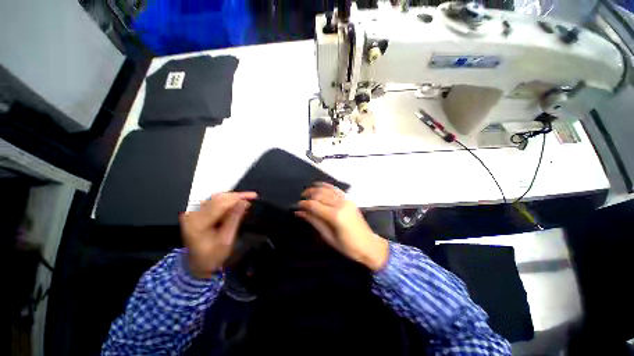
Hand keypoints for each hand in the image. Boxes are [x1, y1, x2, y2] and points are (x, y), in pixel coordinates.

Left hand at [180, 192, 256, 278]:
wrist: (198, 264)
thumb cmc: (213, 255)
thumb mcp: (227, 239)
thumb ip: (235, 219)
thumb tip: (244, 202)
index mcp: (198, 224)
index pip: (220, 204)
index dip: (238, 197)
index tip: (253, 196)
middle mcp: (192, 215)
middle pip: (217, 198)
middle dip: (236, 196)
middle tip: (251, 197)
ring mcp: (192, 212)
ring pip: (215, 197)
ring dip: (231, 198)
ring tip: (244, 202)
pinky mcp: (194, 211)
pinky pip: (212, 201)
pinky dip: (225, 201)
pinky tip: (234, 205)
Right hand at [296, 183, 388, 270]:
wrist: (368, 245)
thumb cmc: (347, 246)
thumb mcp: (328, 237)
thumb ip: (314, 221)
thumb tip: (299, 212)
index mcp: (335, 216)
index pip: (314, 205)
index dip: (303, 204)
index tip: (297, 206)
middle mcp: (340, 204)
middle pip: (319, 194)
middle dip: (308, 195)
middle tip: (301, 200)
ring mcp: (346, 200)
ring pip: (327, 189)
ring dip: (315, 189)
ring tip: (307, 192)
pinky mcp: (349, 199)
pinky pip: (335, 189)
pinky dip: (326, 186)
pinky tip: (319, 186)